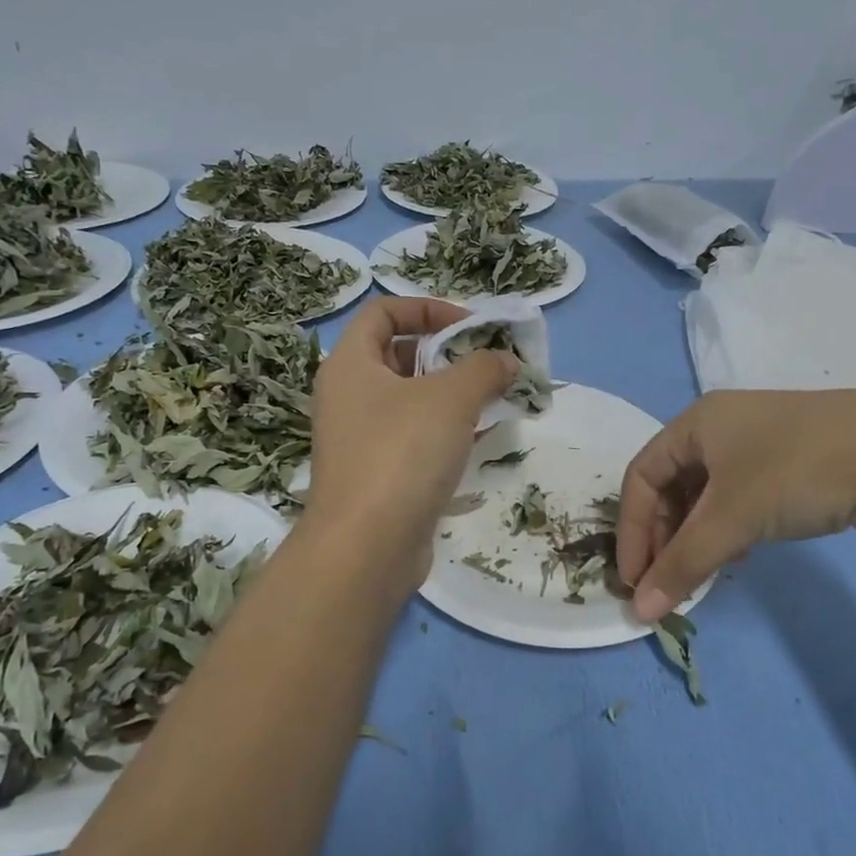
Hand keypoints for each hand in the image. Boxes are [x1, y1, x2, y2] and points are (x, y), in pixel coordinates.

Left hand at [305, 297, 517, 590]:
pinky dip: (446, 432)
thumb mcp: (451, 398)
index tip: (471, 326)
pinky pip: (415, 438)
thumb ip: (484, 368)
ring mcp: (361, 439)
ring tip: (495, 399)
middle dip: (448, 354)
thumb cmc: (402, 454)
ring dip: (453, 395)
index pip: (383, 312)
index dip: (428, 308)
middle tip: (489, 364)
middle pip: (399, 355)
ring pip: (411, 401)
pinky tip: (481, 440)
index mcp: (350, 364)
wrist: (366, 548)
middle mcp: (348, 396)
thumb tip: (507, 360)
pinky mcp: (378, 475)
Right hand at [615, 389, 855, 619]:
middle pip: (671, 485)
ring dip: (695, 536)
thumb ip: (683, 564)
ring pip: (706, 494)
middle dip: (663, 536)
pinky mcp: (790, 460)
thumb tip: (641, 612)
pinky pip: (738, 496)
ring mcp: (758, 441)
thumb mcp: (732, 518)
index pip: (641, 477)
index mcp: (697, 423)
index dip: (630, 530)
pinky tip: (742, 554)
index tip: (634, 581)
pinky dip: (728, 528)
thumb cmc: (798, 472)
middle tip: (667, 583)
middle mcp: (721, 426)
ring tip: (701, 573)